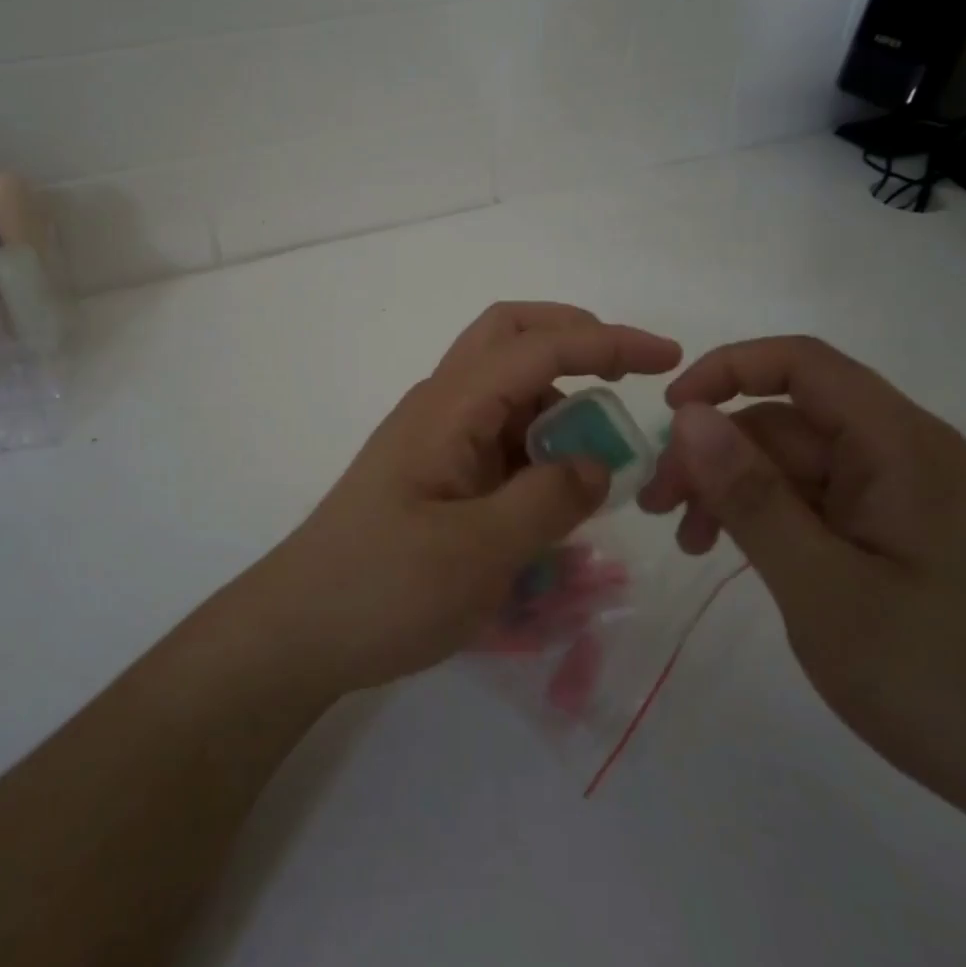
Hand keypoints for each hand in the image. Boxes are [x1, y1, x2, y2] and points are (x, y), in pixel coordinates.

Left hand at [250, 303, 680, 694]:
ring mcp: (435, 437)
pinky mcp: (436, 472)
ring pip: (507, 387)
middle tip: (628, 375)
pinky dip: (538, 445)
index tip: (666, 358)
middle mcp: (441, 405)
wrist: (299, 629)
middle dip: (573, 339)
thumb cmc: (383, 588)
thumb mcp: (479, 553)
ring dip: (558, 401)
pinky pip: (497, 436)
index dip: (605, 342)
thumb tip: (596, 463)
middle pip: (508, 336)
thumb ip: (549, 500)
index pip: (536, 347)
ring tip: (601, 460)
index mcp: (449, 407)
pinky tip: (558, 494)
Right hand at [638, 336, 965, 966]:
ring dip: (735, 490)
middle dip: (714, 452)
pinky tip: (737, 556)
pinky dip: (771, 519)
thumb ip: (752, 496)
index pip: (801, 363)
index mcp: (901, 446)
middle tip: (656, 507)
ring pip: (797, 464)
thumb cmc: (946, 684)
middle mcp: (907, 454)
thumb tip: (689, 414)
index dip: (726, 370)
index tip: (668, 416)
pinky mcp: (906, 537)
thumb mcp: (824, 590)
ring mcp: (908, 498)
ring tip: (689, 541)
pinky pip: (821, 503)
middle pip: (788, 419)